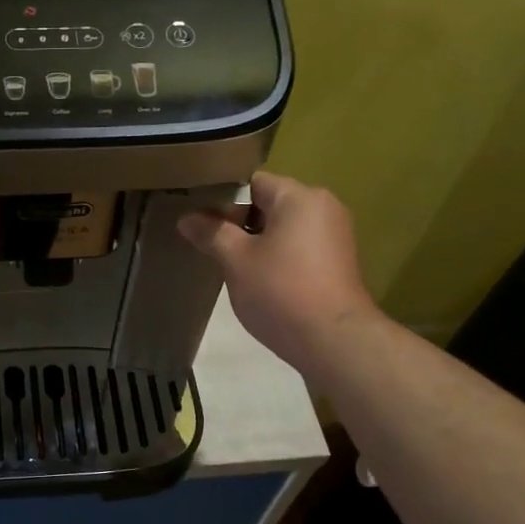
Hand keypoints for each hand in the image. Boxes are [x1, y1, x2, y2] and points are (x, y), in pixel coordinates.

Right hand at [178, 172, 379, 373]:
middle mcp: (323, 207)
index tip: (199, 221)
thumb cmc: (281, 291)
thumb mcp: (236, 260)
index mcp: (299, 197)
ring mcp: (334, 235)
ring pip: (283, 228)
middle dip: (238, 222)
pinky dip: (277, 256)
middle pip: (269, 204)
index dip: (222, 199)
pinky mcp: (338, 262)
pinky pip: (298, 247)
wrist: (334, 340)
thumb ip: (211, 233)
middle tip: (209, 245)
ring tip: (230, 265)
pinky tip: (258, 280)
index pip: (253, 183)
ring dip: (256, 242)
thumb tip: (186, 218)